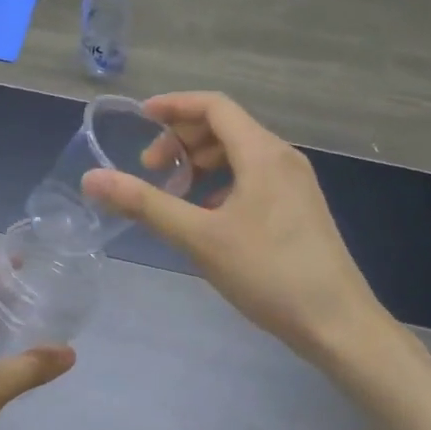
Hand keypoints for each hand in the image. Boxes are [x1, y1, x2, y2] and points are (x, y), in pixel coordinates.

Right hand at [84, 92, 387, 366]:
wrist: (338, 324)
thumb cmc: (268, 274)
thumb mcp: (199, 237)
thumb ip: (145, 204)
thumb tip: (92, 179)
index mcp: (262, 153)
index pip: (214, 106)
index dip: (174, 106)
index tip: (140, 119)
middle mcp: (282, 157)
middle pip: (226, 126)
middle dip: (183, 139)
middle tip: (152, 169)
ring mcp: (296, 183)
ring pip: (241, 152)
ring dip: (203, 161)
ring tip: (176, 192)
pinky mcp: (301, 207)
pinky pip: (255, 176)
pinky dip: (224, 182)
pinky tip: (209, 216)